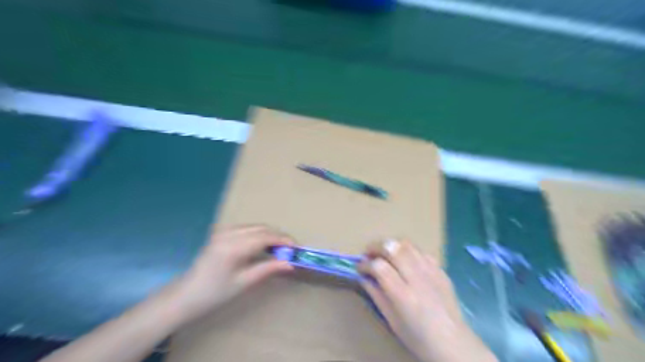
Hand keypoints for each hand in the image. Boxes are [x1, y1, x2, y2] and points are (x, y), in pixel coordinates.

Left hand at [167, 226, 295, 324]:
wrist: (185, 295)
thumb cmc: (214, 293)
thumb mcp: (243, 283)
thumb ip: (268, 269)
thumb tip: (290, 264)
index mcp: (233, 246)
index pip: (265, 237)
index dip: (283, 240)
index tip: (297, 247)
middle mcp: (229, 233)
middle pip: (261, 228)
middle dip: (278, 236)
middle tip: (290, 249)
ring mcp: (223, 231)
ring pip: (255, 227)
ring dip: (269, 234)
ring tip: (279, 248)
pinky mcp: (221, 233)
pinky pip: (246, 228)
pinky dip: (259, 234)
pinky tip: (263, 245)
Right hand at [361, 237, 494, 361]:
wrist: (454, 343)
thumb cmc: (418, 337)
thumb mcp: (391, 320)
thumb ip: (376, 295)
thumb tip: (363, 277)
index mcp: (404, 296)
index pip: (380, 267)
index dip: (365, 264)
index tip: (359, 268)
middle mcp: (418, 279)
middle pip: (393, 248)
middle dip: (376, 247)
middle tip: (368, 253)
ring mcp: (432, 272)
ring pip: (408, 245)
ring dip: (392, 245)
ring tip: (384, 253)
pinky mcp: (441, 270)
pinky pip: (421, 252)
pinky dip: (409, 251)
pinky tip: (405, 260)